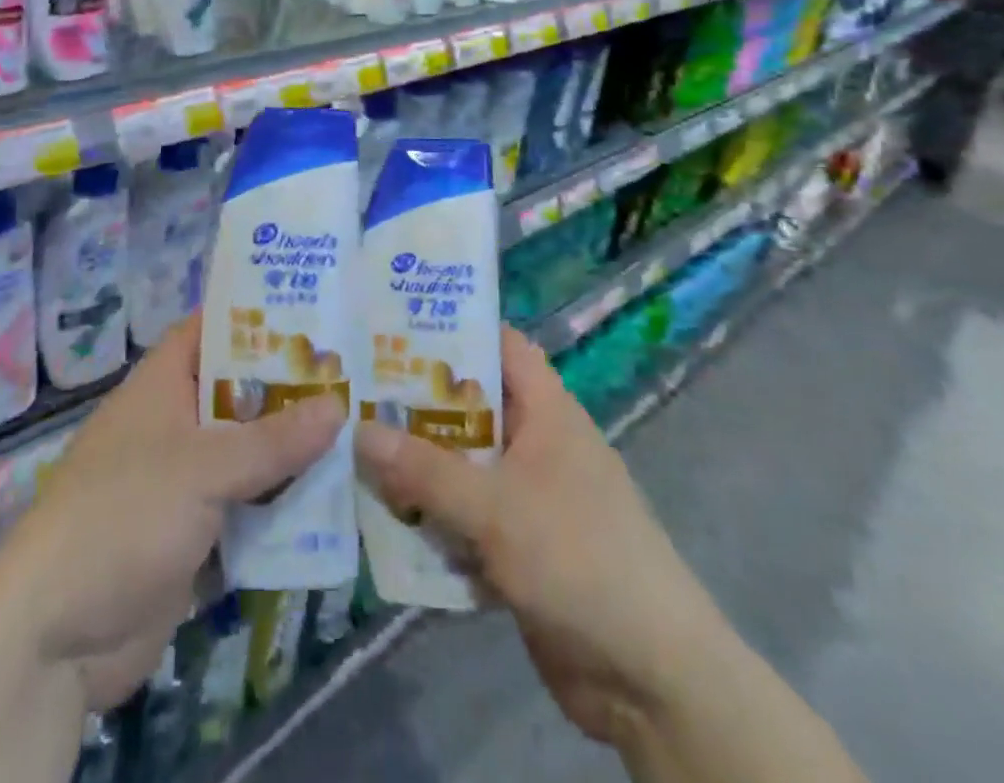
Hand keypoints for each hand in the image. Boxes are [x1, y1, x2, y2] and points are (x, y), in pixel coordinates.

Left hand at [0, 314, 343, 710]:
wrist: (55, 638)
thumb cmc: (123, 518)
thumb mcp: (203, 469)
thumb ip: (273, 440)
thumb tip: (339, 406)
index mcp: (162, 386)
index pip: (210, 330)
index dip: (255, 315)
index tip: (313, 308)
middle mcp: (173, 424)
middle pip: (239, 393)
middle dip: (290, 386)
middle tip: (356, 372)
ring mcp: (183, 481)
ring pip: (248, 451)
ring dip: (293, 449)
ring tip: (361, 427)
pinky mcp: (194, 534)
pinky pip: (247, 505)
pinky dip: (282, 502)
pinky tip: (335, 497)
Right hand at [354, 327, 731, 749]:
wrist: (651, 679)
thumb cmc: (578, 559)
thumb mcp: (495, 508)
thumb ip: (424, 470)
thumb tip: (357, 430)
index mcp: (547, 412)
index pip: (500, 346)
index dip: (454, 329)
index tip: (394, 325)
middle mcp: (537, 445)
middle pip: (471, 408)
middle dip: (417, 404)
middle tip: (353, 391)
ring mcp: (530, 498)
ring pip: (463, 466)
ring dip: (417, 467)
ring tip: (352, 449)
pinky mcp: (520, 547)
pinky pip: (466, 518)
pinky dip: (433, 518)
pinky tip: (384, 520)